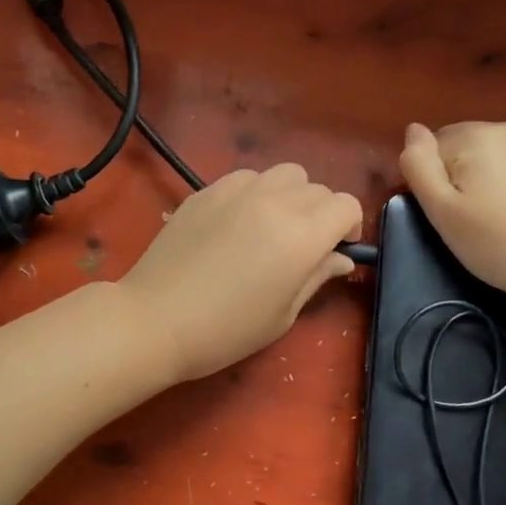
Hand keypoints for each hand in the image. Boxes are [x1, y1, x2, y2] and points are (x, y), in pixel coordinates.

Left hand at [119, 164, 362, 381]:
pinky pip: (247, 177)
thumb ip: (317, 277)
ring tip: (272, 226)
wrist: (156, 319)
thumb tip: (340, 258)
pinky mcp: (207, 190)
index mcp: (301, 234)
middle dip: (322, 213)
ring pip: (284, 174)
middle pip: (318, 187)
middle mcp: (274, 201)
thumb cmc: (226, 330)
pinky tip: (238, 222)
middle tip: (304, 245)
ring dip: (291, 196)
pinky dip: (256, 192)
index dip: (349, 226)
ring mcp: (237, 190)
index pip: (346, 205)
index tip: (336, 250)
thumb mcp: (283, 314)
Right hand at [398, 121, 505, 316]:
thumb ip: (419, 164)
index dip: (434, 182)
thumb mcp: (441, 211)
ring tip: (502, 220)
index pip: (434, 148)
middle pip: (468, 147)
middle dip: (463, 176)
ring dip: (493, 179)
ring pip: (500, 156)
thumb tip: (413, 129)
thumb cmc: (497, 244)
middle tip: (472, 221)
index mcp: (477, 136)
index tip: (448, 214)